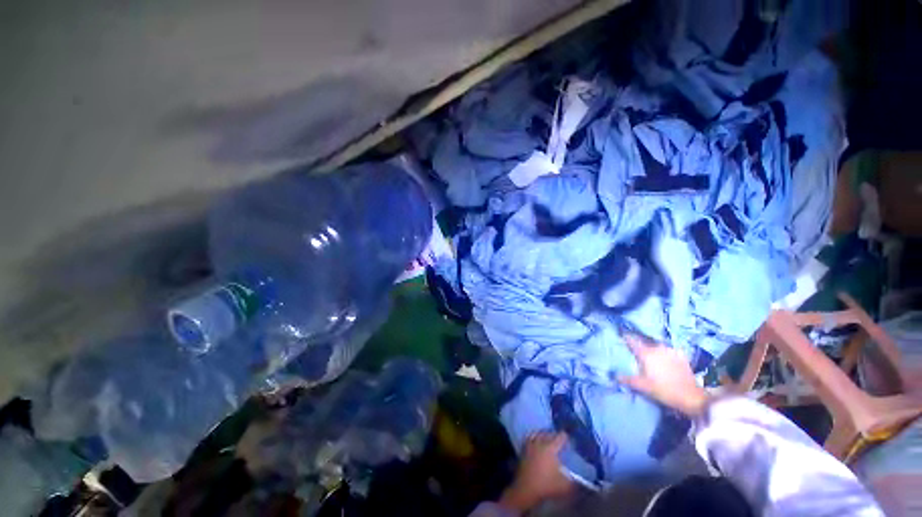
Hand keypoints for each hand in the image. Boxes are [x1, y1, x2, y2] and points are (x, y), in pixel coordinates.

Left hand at [498, 433, 572, 512]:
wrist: (526, 489)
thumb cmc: (546, 486)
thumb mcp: (565, 486)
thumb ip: (574, 481)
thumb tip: (579, 479)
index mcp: (551, 448)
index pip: (560, 437)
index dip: (565, 437)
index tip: (569, 439)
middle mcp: (540, 442)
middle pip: (549, 433)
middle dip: (555, 435)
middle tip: (560, 440)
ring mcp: (530, 444)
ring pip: (538, 433)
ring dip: (544, 434)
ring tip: (548, 437)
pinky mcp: (523, 448)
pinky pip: (529, 437)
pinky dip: (534, 436)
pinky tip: (536, 440)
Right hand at [618, 335, 709, 416]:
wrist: (692, 397)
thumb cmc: (664, 390)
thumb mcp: (643, 386)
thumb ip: (628, 379)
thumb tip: (615, 375)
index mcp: (646, 353)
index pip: (632, 341)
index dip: (626, 337)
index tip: (620, 334)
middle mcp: (657, 348)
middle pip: (645, 342)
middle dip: (639, 344)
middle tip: (635, 348)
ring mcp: (670, 351)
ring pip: (657, 346)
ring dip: (652, 348)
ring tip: (650, 353)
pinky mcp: (681, 356)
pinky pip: (669, 350)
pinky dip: (664, 352)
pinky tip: (665, 358)